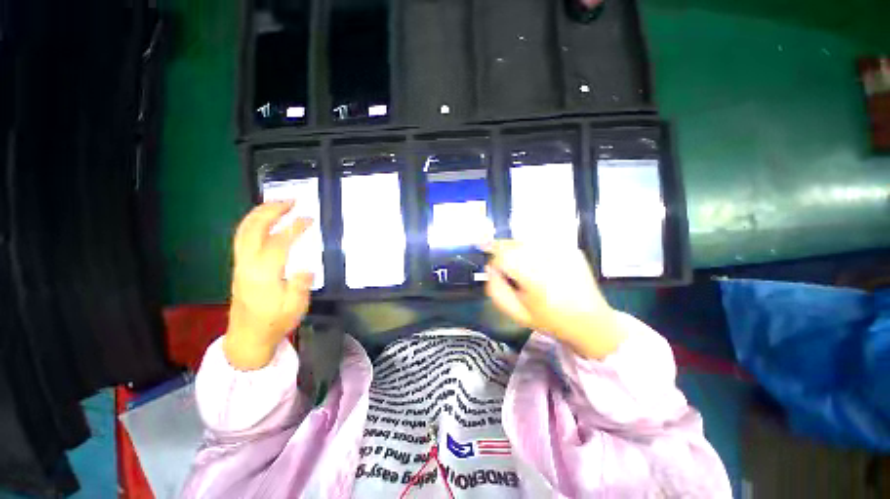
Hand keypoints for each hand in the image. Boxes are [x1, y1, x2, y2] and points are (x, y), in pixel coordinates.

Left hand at [224, 202, 313, 369]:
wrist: (248, 337)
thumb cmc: (275, 322)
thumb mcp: (295, 307)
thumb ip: (301, 284)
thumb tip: (307, 265)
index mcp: (263, 274)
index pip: (278, 242)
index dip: (294, 227)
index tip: (309, 218)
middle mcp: (247, 264)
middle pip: (253, 229)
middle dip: (271, 210)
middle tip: (290, 200)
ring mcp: (240, 264)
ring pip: (244, 230)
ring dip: (260, 213)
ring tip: (278, 204)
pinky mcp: (239, 266)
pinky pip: (242, 237)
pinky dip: (254, 223)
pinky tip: (266, 221)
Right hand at [484, 241, 624, 359]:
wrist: (592, 321)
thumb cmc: (550, 320)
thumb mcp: (516, 312)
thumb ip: (496, 289)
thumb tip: (490, 267)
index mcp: (534, 278)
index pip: (502, 254)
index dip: (493, 258)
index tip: (494, 267)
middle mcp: (549, 259)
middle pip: (514, 243)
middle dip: (504, 252)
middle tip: (508, 267)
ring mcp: (563, 250)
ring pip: (526, 239)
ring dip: (518, 250)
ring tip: (526, 268)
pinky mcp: (571, 248)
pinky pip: (542, 242)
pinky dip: (535, 250)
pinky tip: (542, 266)